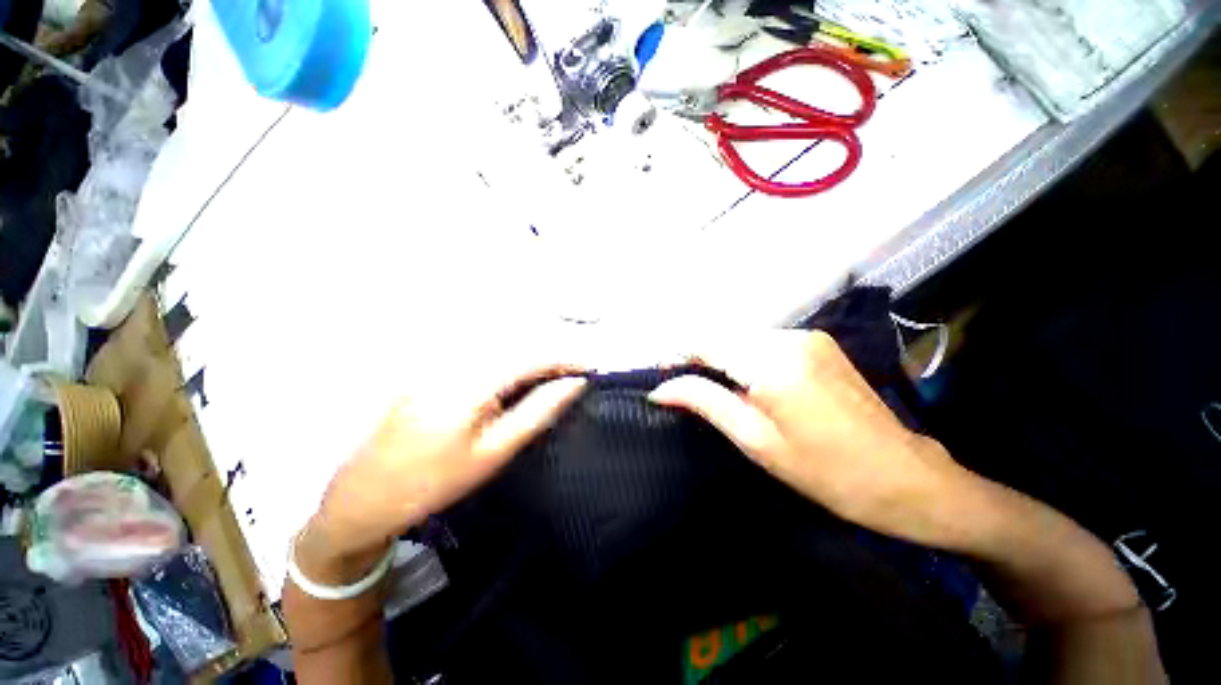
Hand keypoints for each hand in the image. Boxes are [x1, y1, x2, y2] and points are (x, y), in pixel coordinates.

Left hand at [305, 360, 587, 567]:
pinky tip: (518, 370)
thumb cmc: (434, 481)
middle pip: (518, 337)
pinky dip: (510, 351)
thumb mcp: (495, 452)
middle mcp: (456, 356)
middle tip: (575, 370)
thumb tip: (574, 383)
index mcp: (472, 381)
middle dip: (553, 348)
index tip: (592, 367)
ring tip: (553, 369)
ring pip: (501, 337)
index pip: (533, 354)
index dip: (567, 357)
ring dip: (533, 347)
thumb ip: (538, 411)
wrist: (365, 494)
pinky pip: (482, 345)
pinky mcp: (434, 360)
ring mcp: (441, 355)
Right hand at [649, 330, 974, 547]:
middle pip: (726, 337)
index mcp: (772, 363)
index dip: (679, 354)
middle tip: (687, 388)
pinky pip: (767, 343)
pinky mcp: (819, 343)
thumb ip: (705, 402)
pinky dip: (748, 358)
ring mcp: (808, 337)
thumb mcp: (755, 440)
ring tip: (718, 389)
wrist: (903, 476)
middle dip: (701, 358)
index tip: (663, 373)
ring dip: (725, 358)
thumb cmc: (823, 470)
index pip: (708, 342)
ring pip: (745, 339)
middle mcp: (789, 338)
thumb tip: (661, 389)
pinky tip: (752, 384)